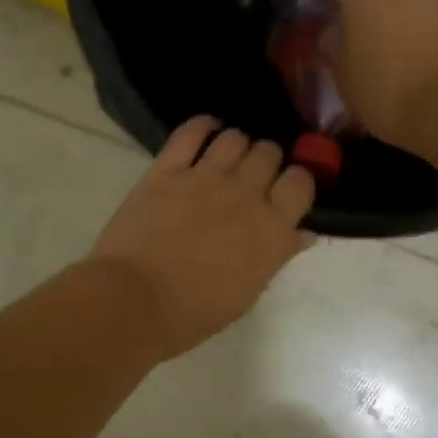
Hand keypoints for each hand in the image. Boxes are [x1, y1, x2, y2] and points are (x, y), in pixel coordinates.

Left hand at [90, 117, 314, 358]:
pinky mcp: (166, 170)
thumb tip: (303, 233)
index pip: (301, 182)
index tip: (285, 191)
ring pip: (235, 138)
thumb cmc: (195, 311)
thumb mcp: (248, 292)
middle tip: (254, 177)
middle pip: (269, 153)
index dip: (296, 182)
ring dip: (237, 145)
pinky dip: (202, 126)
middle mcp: (244, 194)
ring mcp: (204, 177)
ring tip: (228, 158)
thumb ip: (278, 255)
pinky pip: (190, 132)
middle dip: (266, 161)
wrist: (134, 302)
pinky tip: (206, 130)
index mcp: (271, 229)